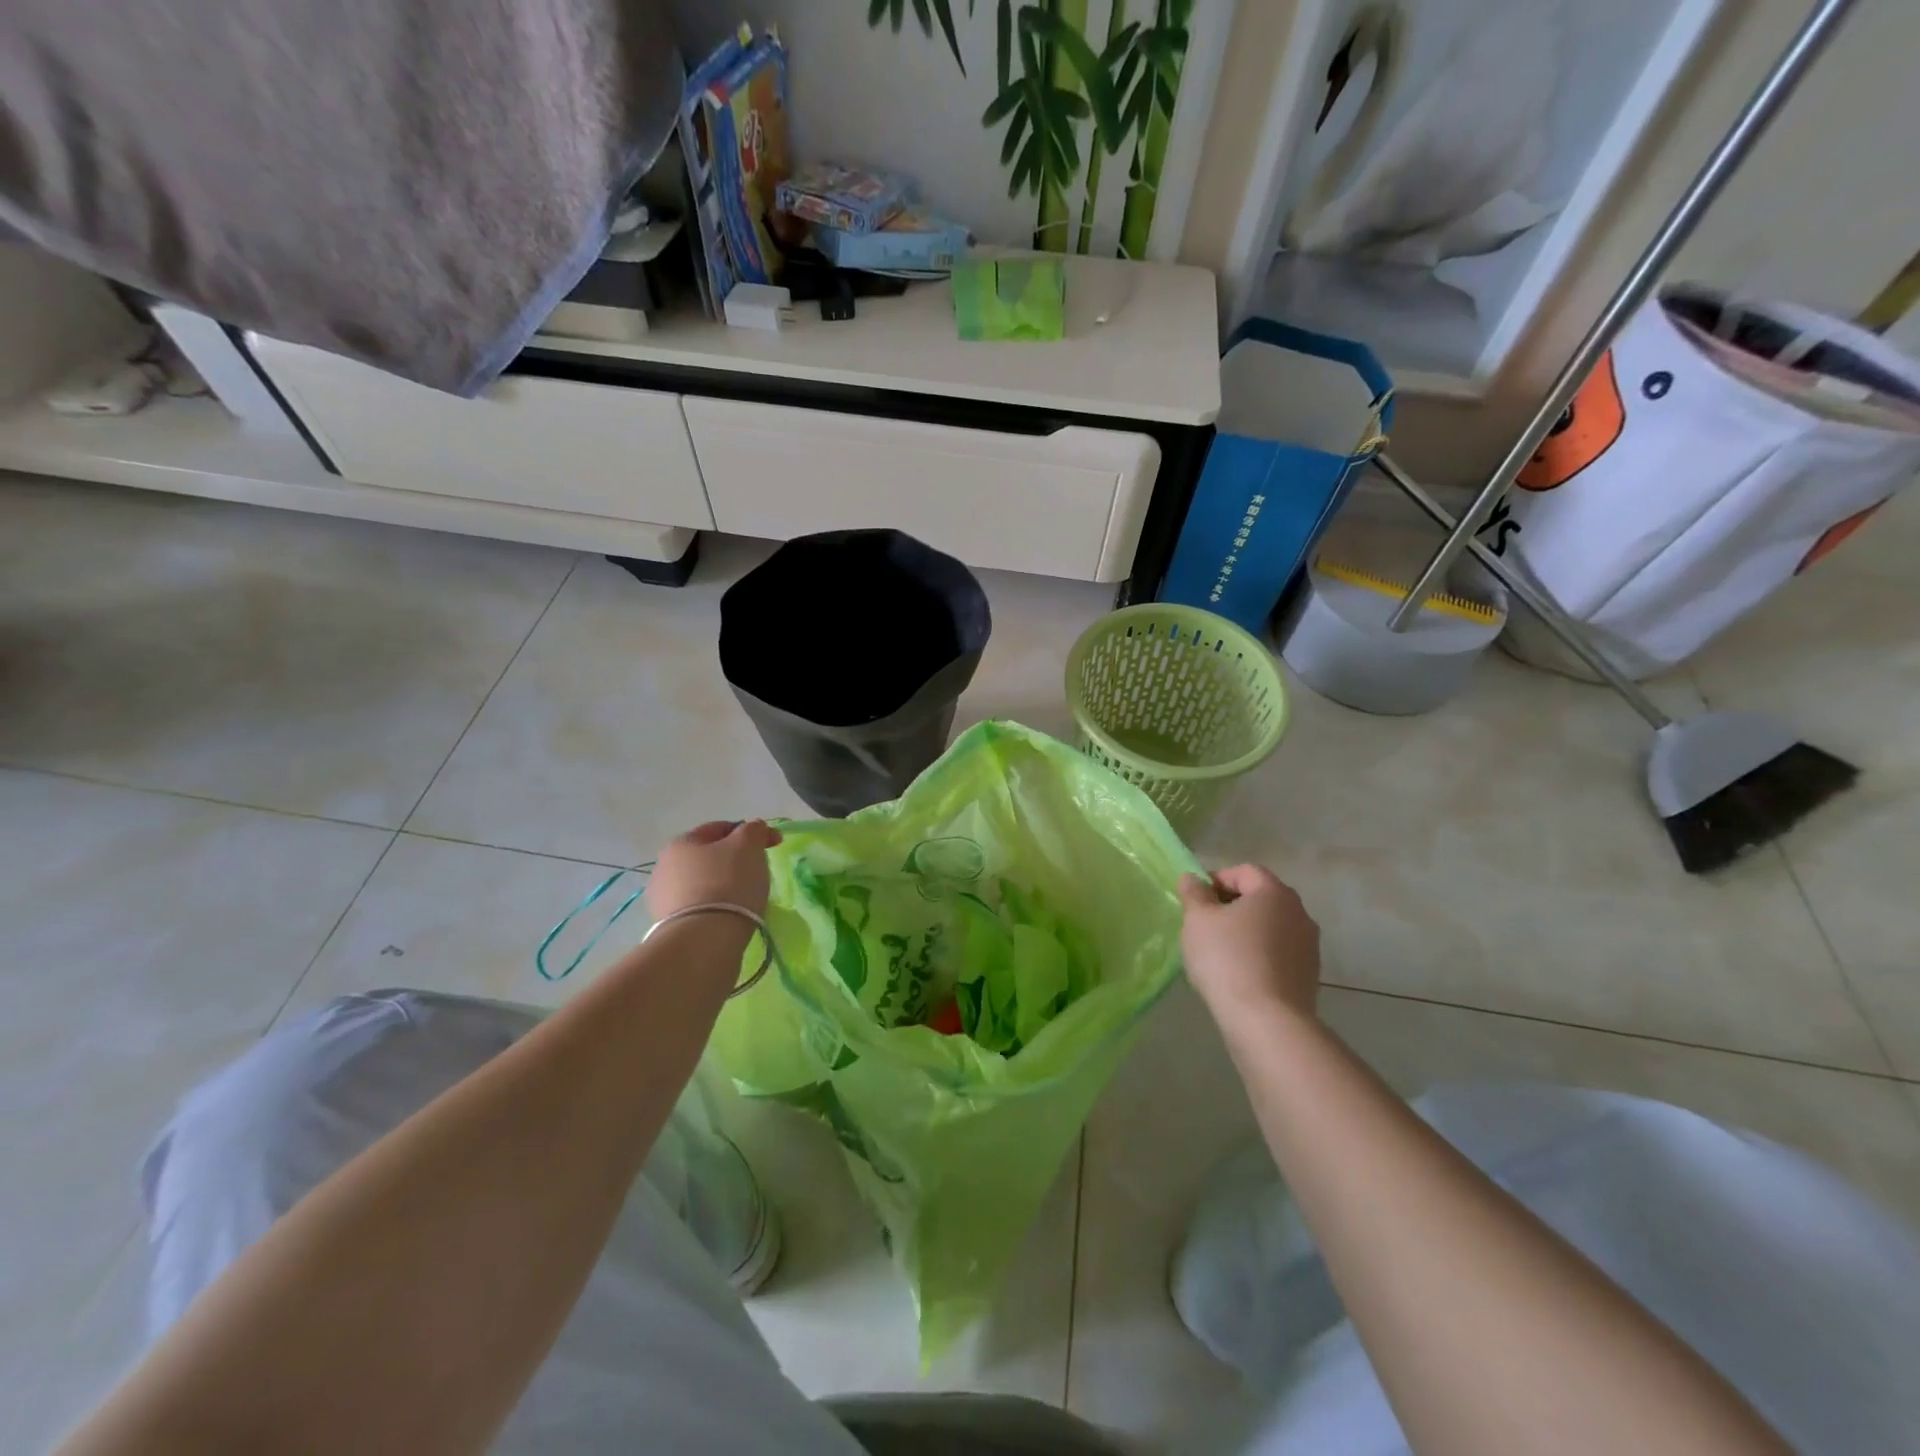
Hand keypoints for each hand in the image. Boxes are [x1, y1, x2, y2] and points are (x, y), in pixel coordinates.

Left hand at [648, 820, 782, 919]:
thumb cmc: (727, 883)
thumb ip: (753, 830)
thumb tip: (753, 827)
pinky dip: (715, 908)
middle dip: (734, 860)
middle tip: (759, 872)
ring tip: (746, 900)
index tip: (772, 843)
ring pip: (703, 884)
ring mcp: (662, 900)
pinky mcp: (668, 928)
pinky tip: (730, 917)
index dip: (749, 832)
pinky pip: (699, 908)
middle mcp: (664, 868)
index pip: (719, 828)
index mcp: (681, 843)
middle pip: (709, 857)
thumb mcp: (748, 846)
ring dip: (723, 886)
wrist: (703, 940)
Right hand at [1179, 865, 1321, 1025]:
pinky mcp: (1309, 975)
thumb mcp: (1198, 920)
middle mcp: (1299, 913)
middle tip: (1204, 925)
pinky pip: (1278, 953)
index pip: (1244, 871)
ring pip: (1270, 927)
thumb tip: (1192, 878)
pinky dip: (1259, 955)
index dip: (1216, 879)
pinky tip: (1239, 975)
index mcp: (1274, 892)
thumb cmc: (1227, 959)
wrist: (1266, 1021)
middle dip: (1231, 906)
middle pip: (1260, 898)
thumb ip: (1194, 893)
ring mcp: (1309, 946)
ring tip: (1220, 953)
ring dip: (1246, 932)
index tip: (1196, 901)